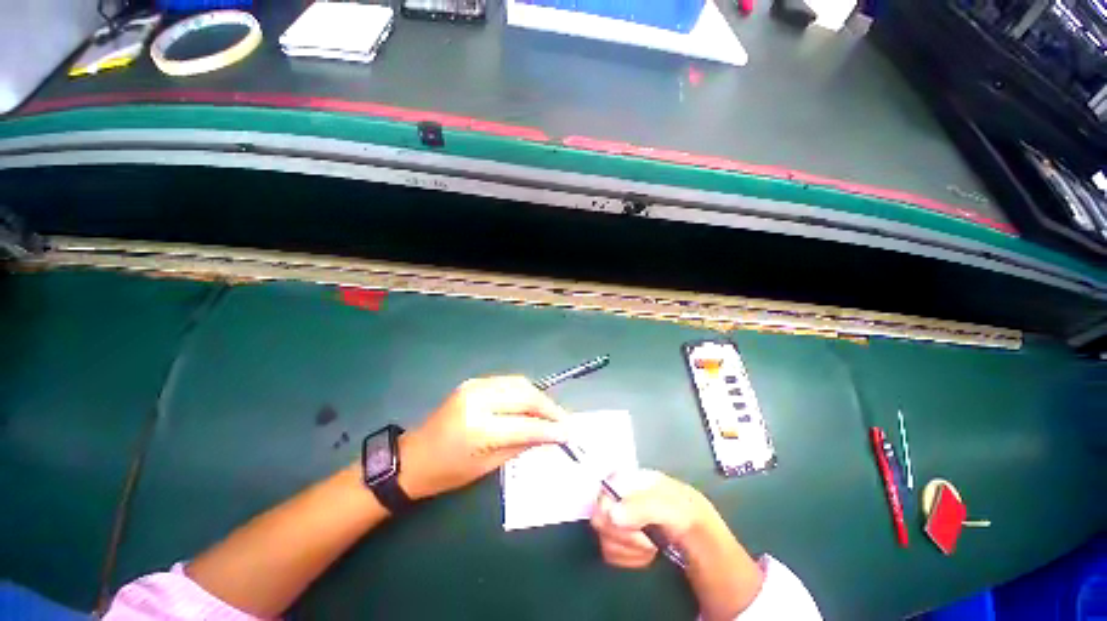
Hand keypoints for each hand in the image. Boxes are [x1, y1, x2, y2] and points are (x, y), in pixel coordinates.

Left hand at [398, 376, 568, 499]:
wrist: (414, 457)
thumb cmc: (448, 472)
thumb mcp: (488, 465)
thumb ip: (522, 444)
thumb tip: (550, 434)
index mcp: (478, 428)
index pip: (525, 424)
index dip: (550, 428)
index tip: (568, 433)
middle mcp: (478, 399)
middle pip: (525, 395)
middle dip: (549, 407)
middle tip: (564, 419)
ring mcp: (474, 386)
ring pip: (519, 383)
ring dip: (538, 396)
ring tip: (551, 411)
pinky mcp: (473, 382)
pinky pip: (507, 382)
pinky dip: (524, 391)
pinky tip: (531, 403)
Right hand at [589, 470, 715, 568]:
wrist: (705, 549)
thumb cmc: (692, 520)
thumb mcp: (676, 510)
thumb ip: (644, 507)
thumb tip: (611, 514)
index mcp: (634, 478)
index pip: (605, 484)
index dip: (610, 504)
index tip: (625, 522)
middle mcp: (622, 494)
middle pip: (599, 511)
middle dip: (623, 531)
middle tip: (646, 539)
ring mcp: (619, 516)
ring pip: (603, 534)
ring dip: (629, 547)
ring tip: (651, 546)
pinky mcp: (619, 539)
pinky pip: (609, 551)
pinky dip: (628, 558)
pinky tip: (646, 554)